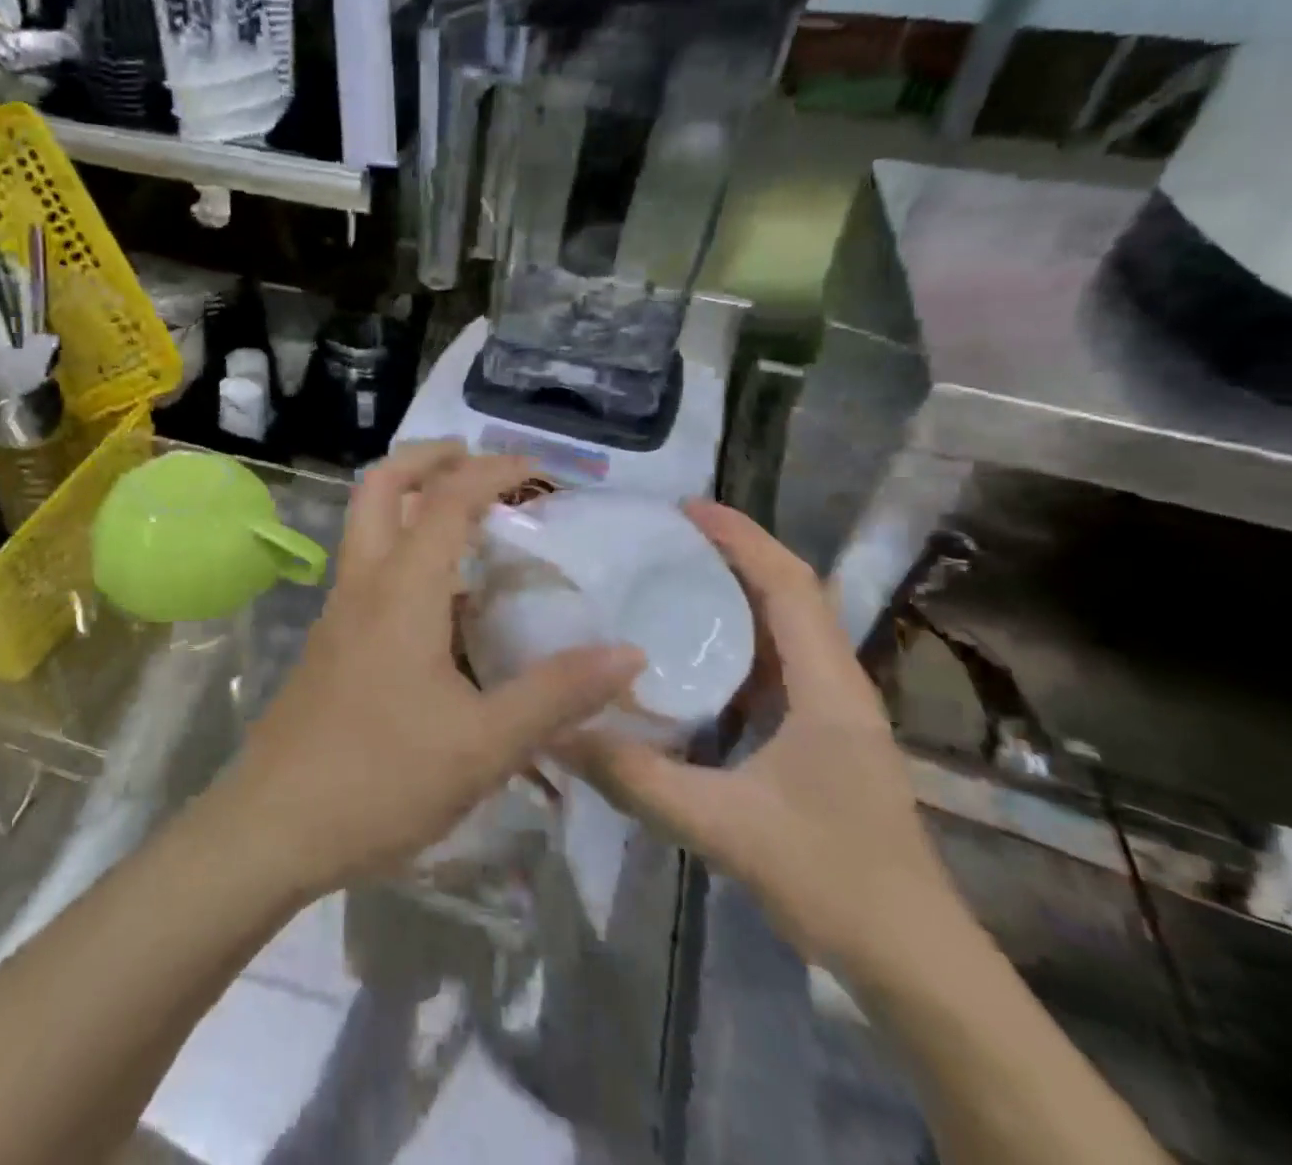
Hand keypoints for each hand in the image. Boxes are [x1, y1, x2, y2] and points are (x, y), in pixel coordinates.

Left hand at [216, 443, 643, 897]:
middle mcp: (363, 584)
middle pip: (380, 486)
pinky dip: (404, 552)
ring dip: (412, 503)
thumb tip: (629, 654)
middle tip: (479, 464)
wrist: (274, 824)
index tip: (541, 470)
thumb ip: (556, 695)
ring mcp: (338, 611)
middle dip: (428, 458)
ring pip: (367, 526)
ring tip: (473, 528)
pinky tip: (444, 603)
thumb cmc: (380, 781)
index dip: (494, 471)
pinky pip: (369, 571)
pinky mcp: (330, 641)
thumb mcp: (483, 746)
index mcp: (401, 590)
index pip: (447, 499)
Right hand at [561, 501, 962, 976]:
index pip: (789, 586)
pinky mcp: (817, 737)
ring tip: (667, 578)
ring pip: (782, 628)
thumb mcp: (721, 826)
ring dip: (733, 592)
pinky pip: (772, 665)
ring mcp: (830, 713)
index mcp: (828, 688)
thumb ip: (635, 779)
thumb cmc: (832, 879)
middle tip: (661, 537)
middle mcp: (834, 686)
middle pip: (789, 593)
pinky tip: (686, 653)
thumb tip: (555, 733)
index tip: (685, 509)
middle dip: (732, 553)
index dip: (742, 538)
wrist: (914, 961)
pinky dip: (732, 638)